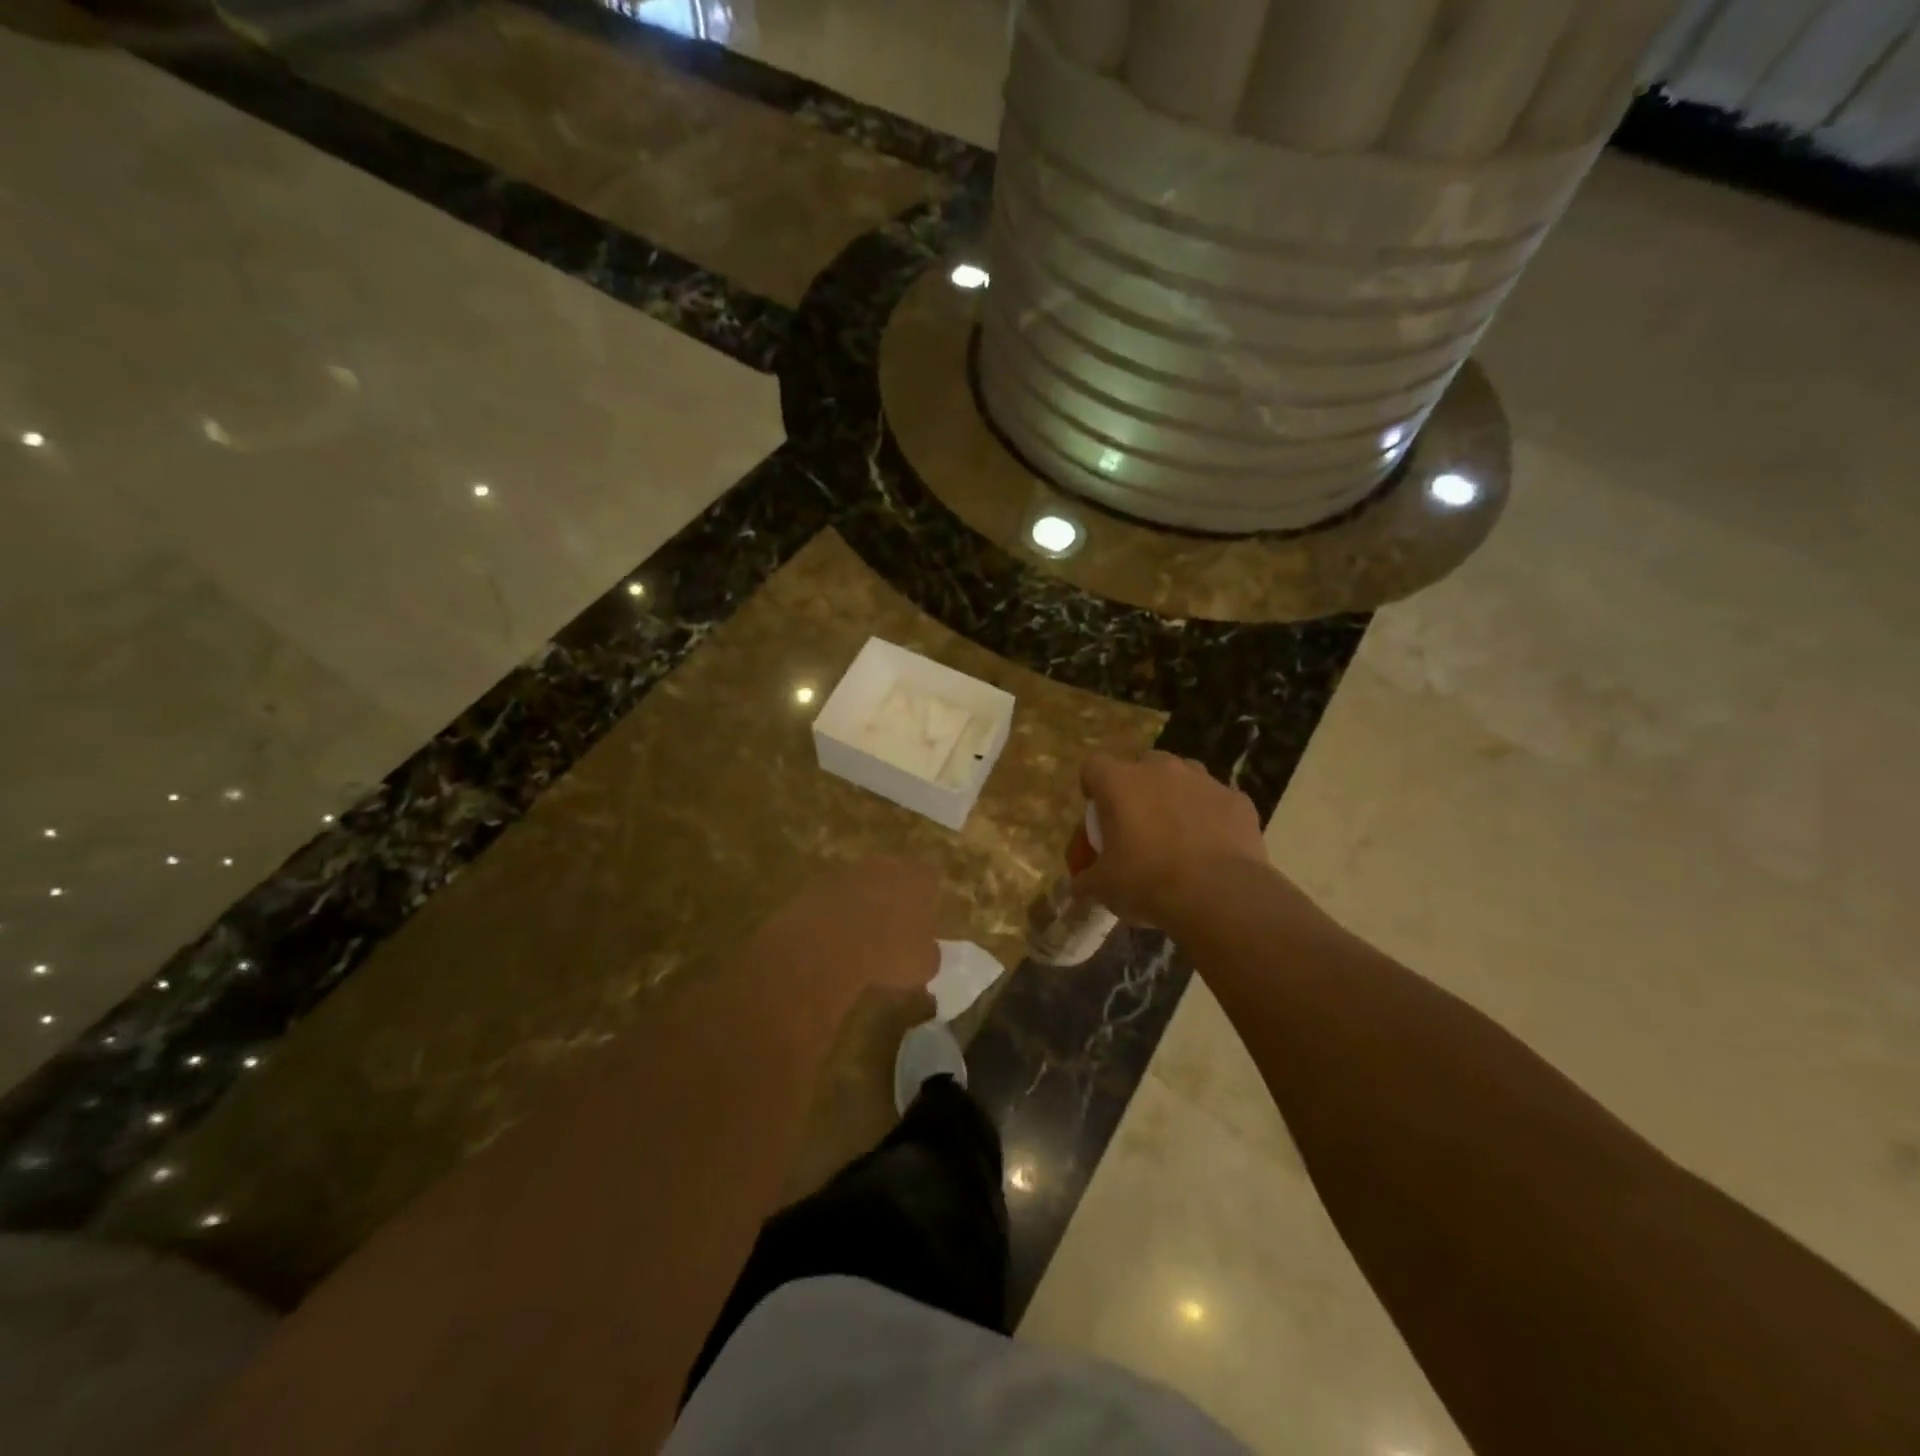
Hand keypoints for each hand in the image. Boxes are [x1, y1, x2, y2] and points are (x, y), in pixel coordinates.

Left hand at [749, 857, 941, 1016]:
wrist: (826, 946)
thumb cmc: (888, 952)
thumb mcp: (924, 965)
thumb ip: (928, 952)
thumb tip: (925, 950)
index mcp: (918, 877)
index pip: (930, 875)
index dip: (928, 895)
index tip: (924, 916)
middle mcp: (885, 865)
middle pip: (894, 874)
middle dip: (894, 896)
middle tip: (894, 927)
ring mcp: (848, 873)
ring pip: (862, 885)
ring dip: (863, 905)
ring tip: (862, 938)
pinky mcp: (817, 886)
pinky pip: (835, 899)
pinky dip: (836, 915)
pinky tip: (835, 941)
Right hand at [1074, 751, 1275, 932]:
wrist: (1220, 896)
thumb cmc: (1148, 882)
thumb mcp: (1103, 887)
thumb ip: (1086, 880)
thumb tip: (1077, 886)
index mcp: (1119, 782)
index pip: (1093, 768)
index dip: (1092, 789)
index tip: (1098, 817)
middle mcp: (1160, 769)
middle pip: (1140, 766)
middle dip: (1137, 791)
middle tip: (1137, 828)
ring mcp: (1203, 780)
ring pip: (1182, 777)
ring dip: (1174, 798)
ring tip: (1176, 835)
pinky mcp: (1237, 799)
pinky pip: (1216, 802)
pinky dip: (1210, 818)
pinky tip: (1211, 848)